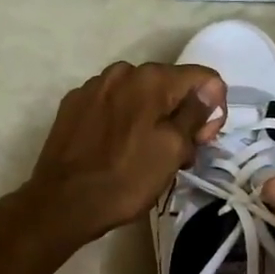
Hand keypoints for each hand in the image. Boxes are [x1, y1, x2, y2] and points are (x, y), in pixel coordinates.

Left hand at [22, 62, 225, 251]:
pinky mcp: (73, 105)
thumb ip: (195, 114)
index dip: (212, 109)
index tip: (201, 141)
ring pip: (139, 96)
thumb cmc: (126, 178)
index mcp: (151, 78)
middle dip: (181, 115)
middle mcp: (122, 71)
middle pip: (170, 86)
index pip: (204, 79)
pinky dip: (123, 121)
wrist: (63, 202)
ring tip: (146, 155)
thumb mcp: (173, 150)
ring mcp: (93, 87)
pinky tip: (117, 149)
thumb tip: (209, 90)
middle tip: (179, 155)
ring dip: (152, 119)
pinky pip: (112, 105)